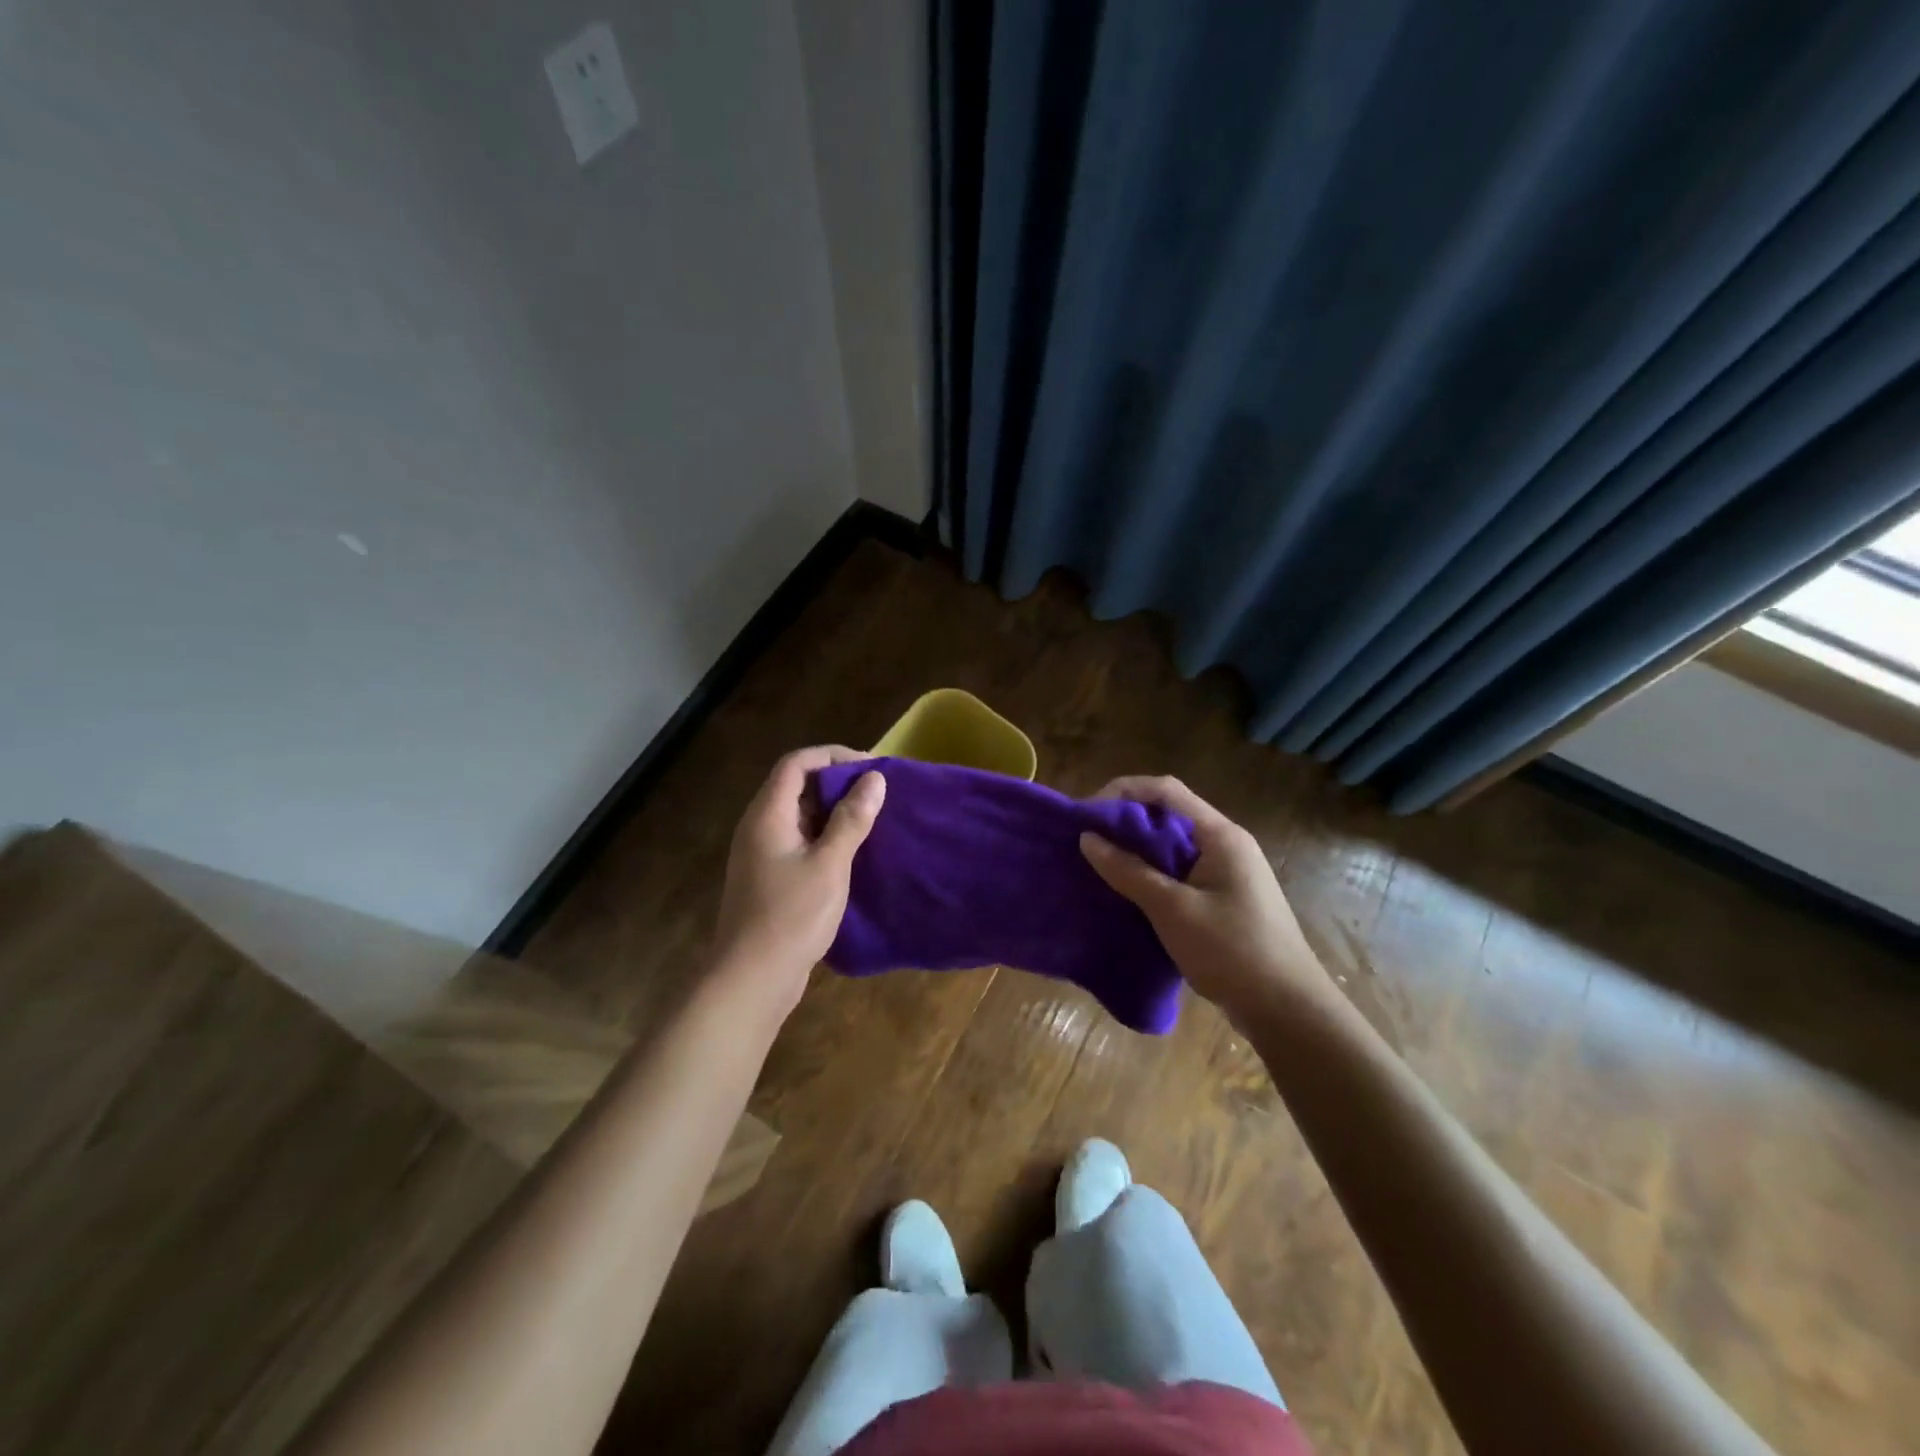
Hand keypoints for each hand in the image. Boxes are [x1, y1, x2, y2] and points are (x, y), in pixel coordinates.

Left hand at [711, 746, 885, 1016]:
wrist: (751, 979)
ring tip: (871, 819)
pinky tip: (852, 853)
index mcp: (768, 815)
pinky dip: (825, 836)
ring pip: (799, 815)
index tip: (870, 767)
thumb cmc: (791, 916)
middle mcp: (759, 826)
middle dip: (837, 782)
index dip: (833, 756)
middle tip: (876, 793)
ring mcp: (761, 854)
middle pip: (796, 785)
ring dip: (833, 811)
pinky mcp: (769, 878)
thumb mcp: (829, 864)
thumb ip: (852, 820)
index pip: (797, 763)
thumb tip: (874, 779)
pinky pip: (799, 841)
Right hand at [1079, 776, 1332, 1026]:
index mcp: (1219, 835)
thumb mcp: (1173, 910)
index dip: (1122, 793)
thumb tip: (1087, 838)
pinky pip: (1178, 872)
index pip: (1164, 791)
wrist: (1287, 1010)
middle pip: (1167, 815)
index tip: (1085, 815)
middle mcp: (1224, 844)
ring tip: (1097, 865)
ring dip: (1134, 850)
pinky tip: (1125, 892)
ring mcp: (1225, 872)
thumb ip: (1129, 871)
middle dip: (1124, 822)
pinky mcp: (1221, 898)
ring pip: (1171, 846)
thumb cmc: (1232, 952)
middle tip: (1084, 842)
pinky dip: (1149, 874)